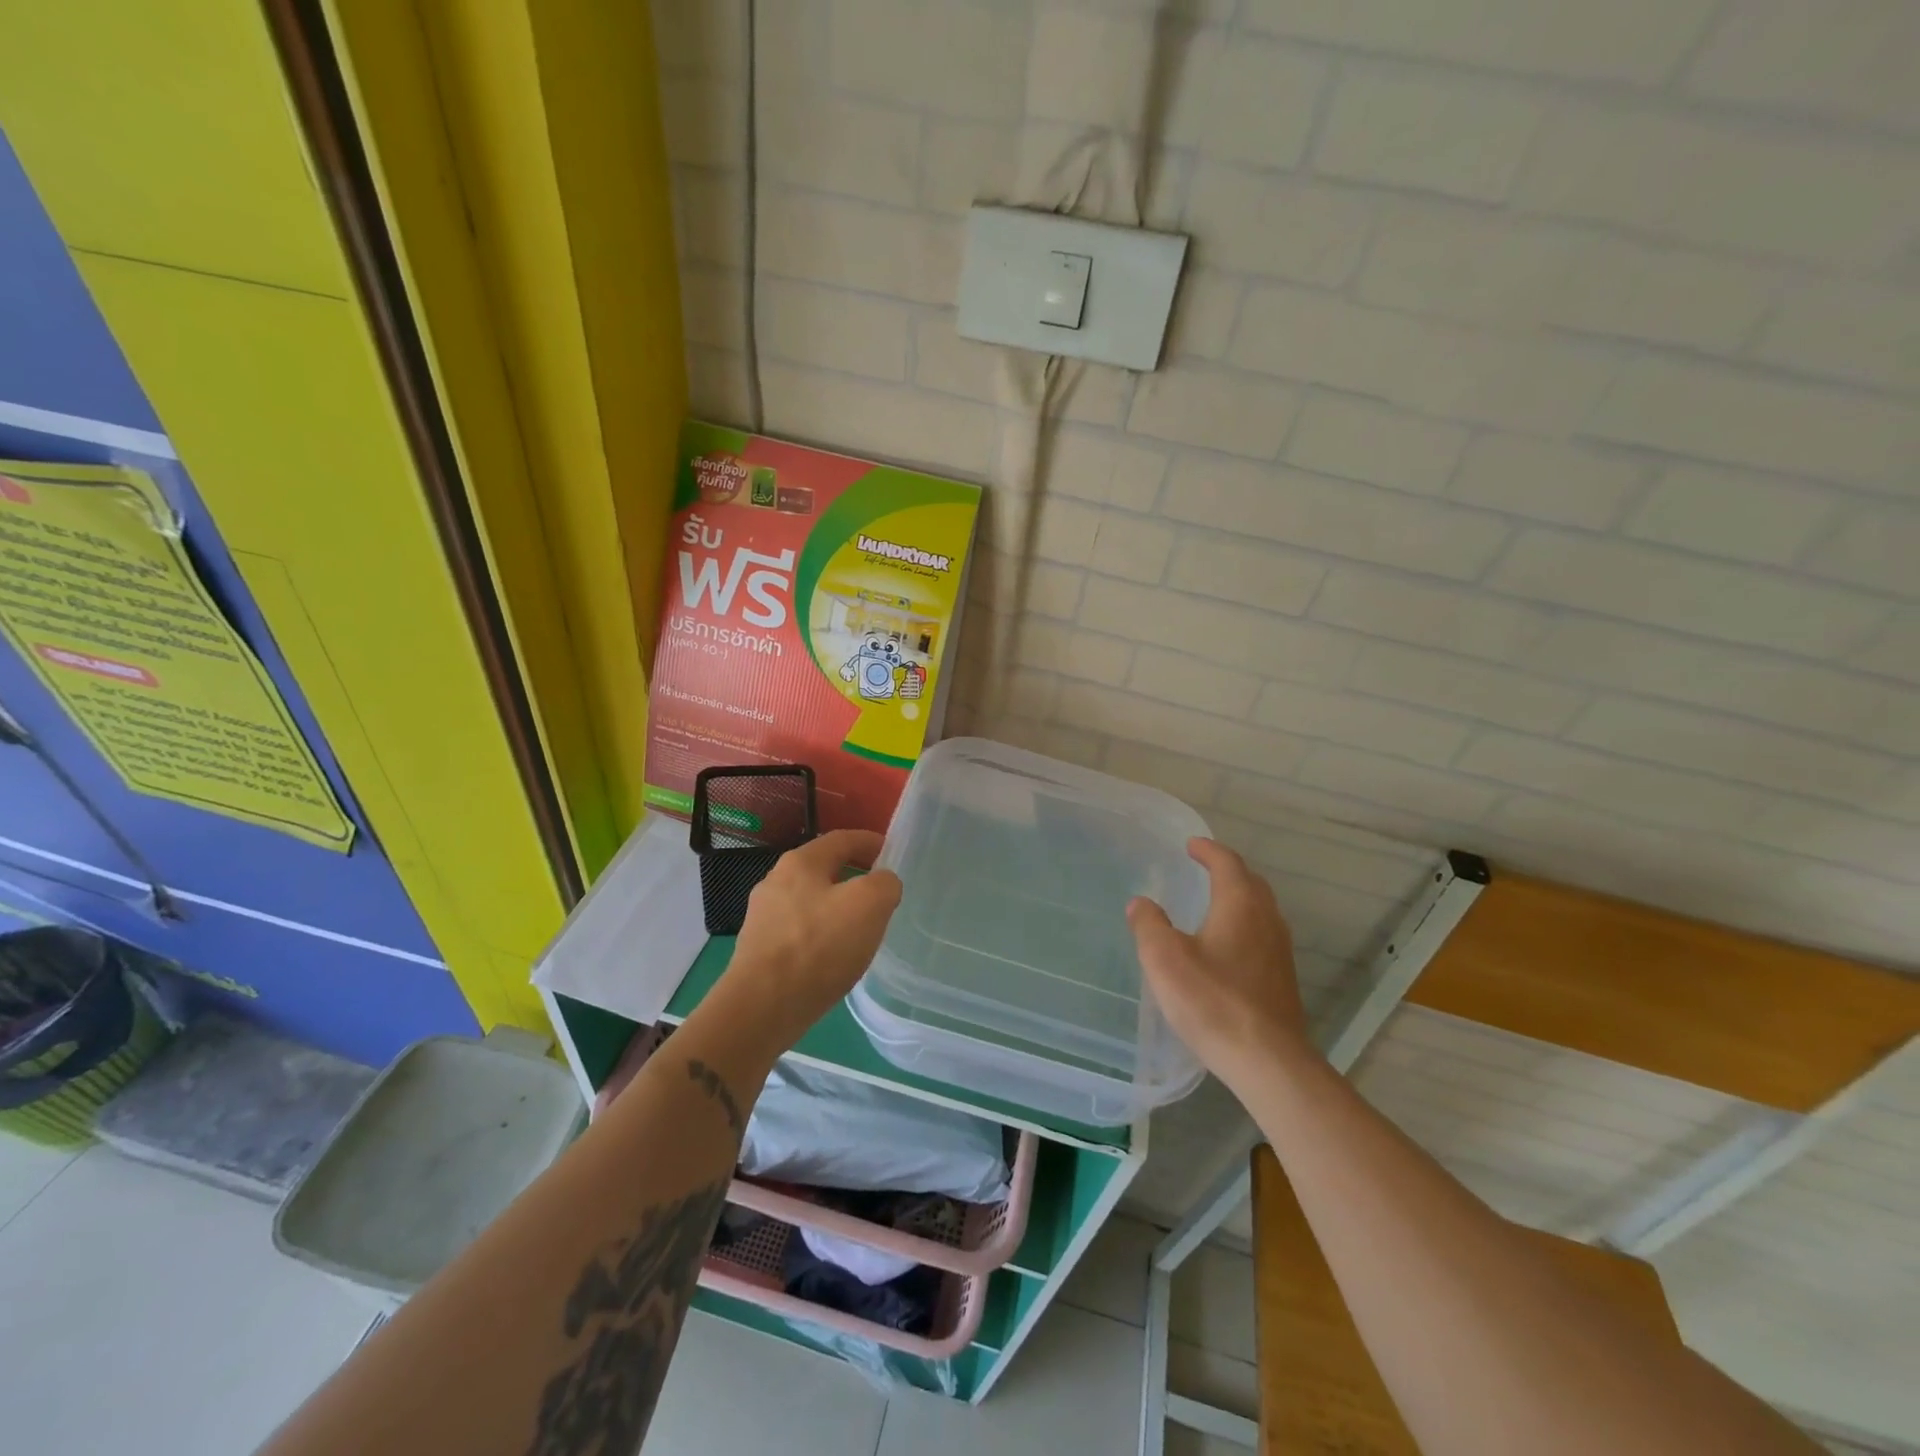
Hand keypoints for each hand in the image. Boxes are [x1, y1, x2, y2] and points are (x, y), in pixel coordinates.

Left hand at [722, 829, 902, 1047]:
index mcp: (800, 862)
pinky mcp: (759, 949)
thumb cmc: (819, 946)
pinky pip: (799, 931)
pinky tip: (833, 956)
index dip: (870, 842)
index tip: (891, 853)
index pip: (842, 839)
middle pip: (823, 869)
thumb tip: (882, 884)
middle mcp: (775, 881)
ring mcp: (763, 916)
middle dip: (853, 877)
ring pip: (810, 901)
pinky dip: (821, 934)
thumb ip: (885, 884)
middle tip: (881, 895)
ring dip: (837, 908)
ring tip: (860, 929)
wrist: (762, 1007)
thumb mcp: (870, 904)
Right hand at [1128, 838, 1314, 1089]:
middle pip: (1251, 883)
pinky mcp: (1282, 979)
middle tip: (1204, 867)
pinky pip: (1262, 935)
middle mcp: (1266, 920)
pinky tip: (1227, 946)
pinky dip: (1244, 925)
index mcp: (1240, 905)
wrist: (1268, 1061)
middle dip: (1228, 870)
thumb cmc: (1213, 1001)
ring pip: (1261, 910)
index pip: (1227, 863)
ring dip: (1239, 898)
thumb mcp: (1165, 959)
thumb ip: (1149, 925)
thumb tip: (1141, 903)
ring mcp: (1279, 951)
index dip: (1208, 850)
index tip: (1191, 845)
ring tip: (1214, 902)